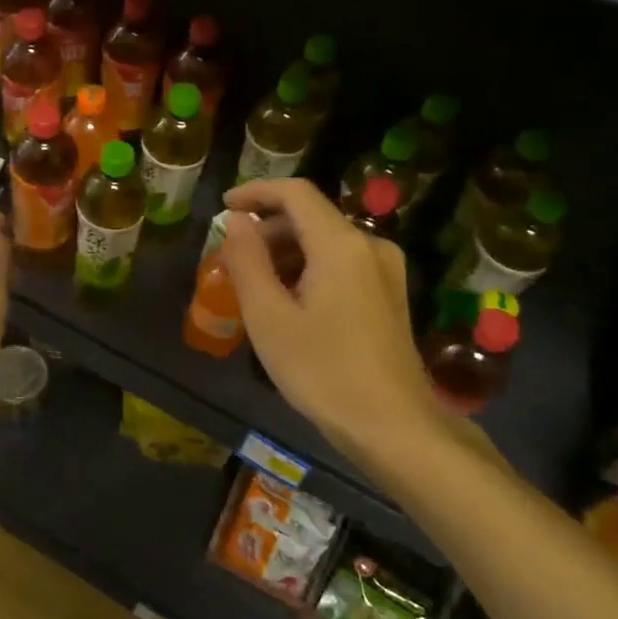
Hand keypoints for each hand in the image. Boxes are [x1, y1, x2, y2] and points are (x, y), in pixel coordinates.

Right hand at [220, 179, 441, 465]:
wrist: (394, 426)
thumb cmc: (323, 371)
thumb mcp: (269, 317)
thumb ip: (247, 260)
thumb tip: (236, 221)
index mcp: (341, 244)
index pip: (295, 193)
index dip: (255, 192)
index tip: (223, 208)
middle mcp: (370, 245)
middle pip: (310, 217)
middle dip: (266, 230)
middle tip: (230, 262)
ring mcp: (385, 270)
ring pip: (325, 241)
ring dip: (284, 252)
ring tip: (253, 287)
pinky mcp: (389, 294)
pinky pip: (341, 263)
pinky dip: (307, 269)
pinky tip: (287, 303)